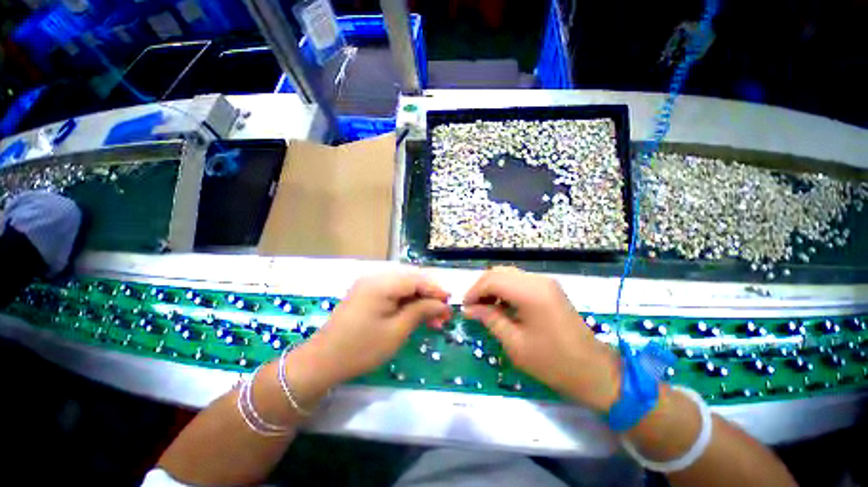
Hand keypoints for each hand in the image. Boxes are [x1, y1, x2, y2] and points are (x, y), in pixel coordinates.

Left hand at [301, 272, 451, 386]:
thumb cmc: (361, 348)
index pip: (417, 279)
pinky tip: (415, 316)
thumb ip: (421, 311)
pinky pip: (393, 292)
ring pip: (404, 287)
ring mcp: (369, 284)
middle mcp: (376, 277)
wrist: (323, 361)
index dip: (436, 290)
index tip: (450, 304)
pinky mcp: (367, 293)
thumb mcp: (397, 331)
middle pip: (412, 280)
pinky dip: (407, 303)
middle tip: (442, 316)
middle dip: (429, 297)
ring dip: (419, 301)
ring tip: (432, 320)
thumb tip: (443, 304)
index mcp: (382, 283)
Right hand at [463, 267, 620, 412]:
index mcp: (530, 292)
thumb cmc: (553, 362)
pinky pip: (519, 281)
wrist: (593, 371)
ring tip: (484, 307)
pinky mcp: (549, 288)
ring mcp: (545, 282)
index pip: (492, 280)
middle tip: (473, 306)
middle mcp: (538, 280)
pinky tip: (501, 305)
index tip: (464, 307)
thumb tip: (468, 309)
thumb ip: (490, 319)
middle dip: (481, 287)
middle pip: (499, 272)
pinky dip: (505, 289)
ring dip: (493, 287)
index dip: (474, 291)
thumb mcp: (515, 344)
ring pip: (508, 274)